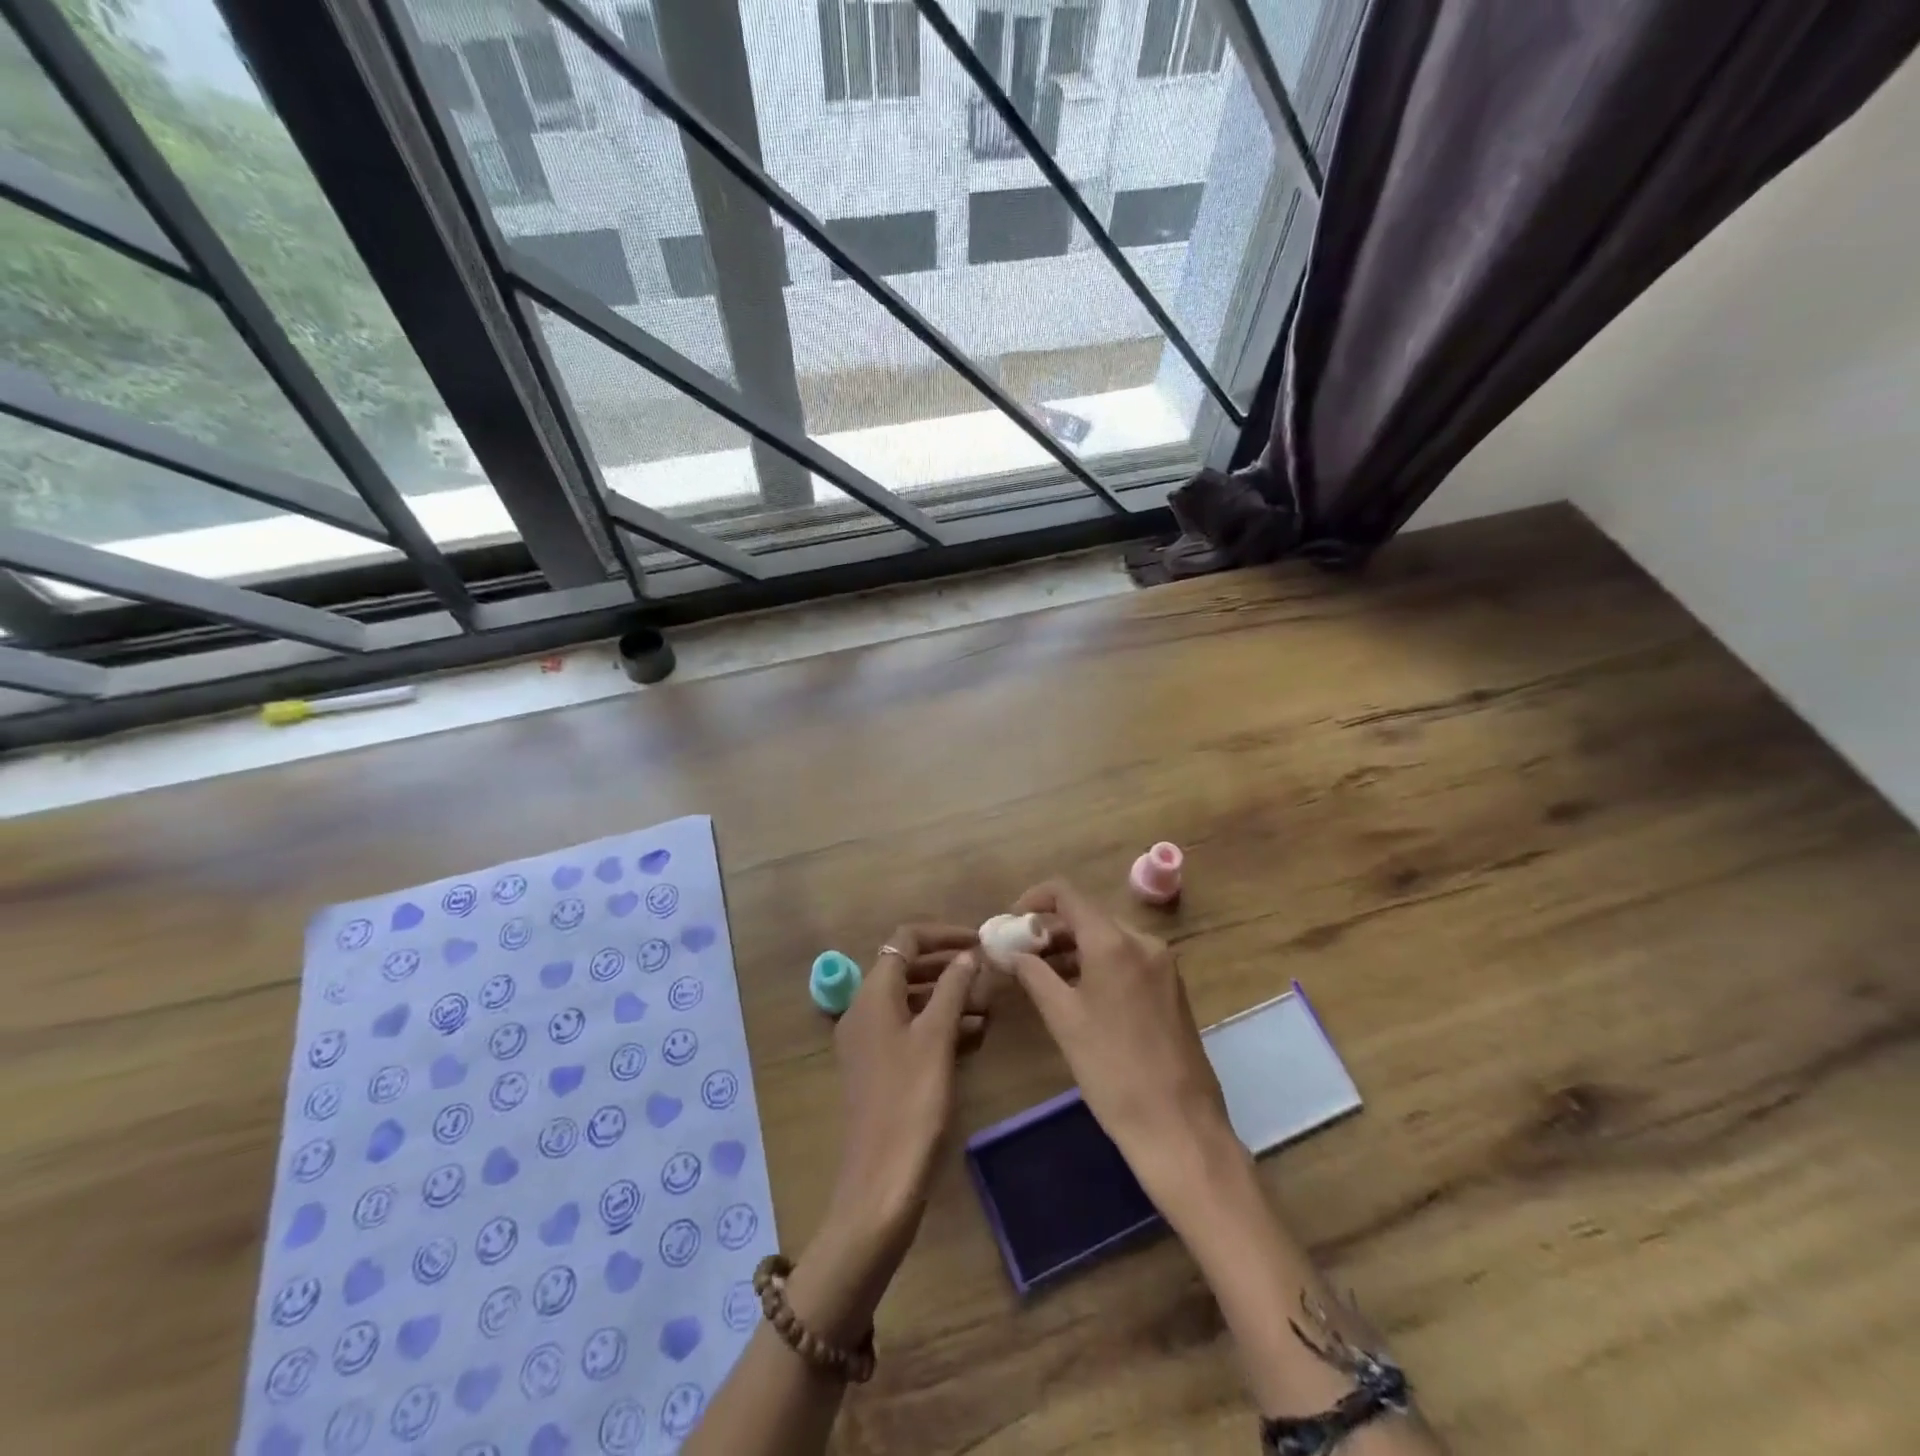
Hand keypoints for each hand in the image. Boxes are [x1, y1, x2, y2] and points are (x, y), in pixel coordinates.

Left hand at [789, 924, 980, 1342]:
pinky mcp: (879, 1067)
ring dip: (946, 993)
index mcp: (872, 994)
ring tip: (988, 1001)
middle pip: (906, 967)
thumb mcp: (936, 1038)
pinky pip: (909, 1028)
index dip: (943, 934)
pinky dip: (938, 1022)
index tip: (980, 940)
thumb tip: (968, 954)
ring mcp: (869, 1040)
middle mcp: (864, 1010)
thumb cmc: (911, 1101)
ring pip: (910, 999)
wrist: (880, 1183)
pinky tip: (973, 1033)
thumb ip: (952, 988)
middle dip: (947, 963)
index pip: (905, 940)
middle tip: (988, 969)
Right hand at [1006, 882, 1238, 1204]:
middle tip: (1019, 953)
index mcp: (1114, 941)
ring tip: (1040, 974)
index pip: (1067, 894)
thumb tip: (1009, 951)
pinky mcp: (1171, 988)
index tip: (1009, 922)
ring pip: (1108, 938)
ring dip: (1072, 948)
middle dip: (1050, 929)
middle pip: (1088, 915)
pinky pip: (1127, 959)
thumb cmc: (1112, 1070)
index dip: (1033, 900)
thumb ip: (1034, 975)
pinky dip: (1097, 964)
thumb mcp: (1064, 1019)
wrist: (1179, 1126)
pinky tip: (1077, 991)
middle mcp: (1143, 941)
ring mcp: (1163, 964)